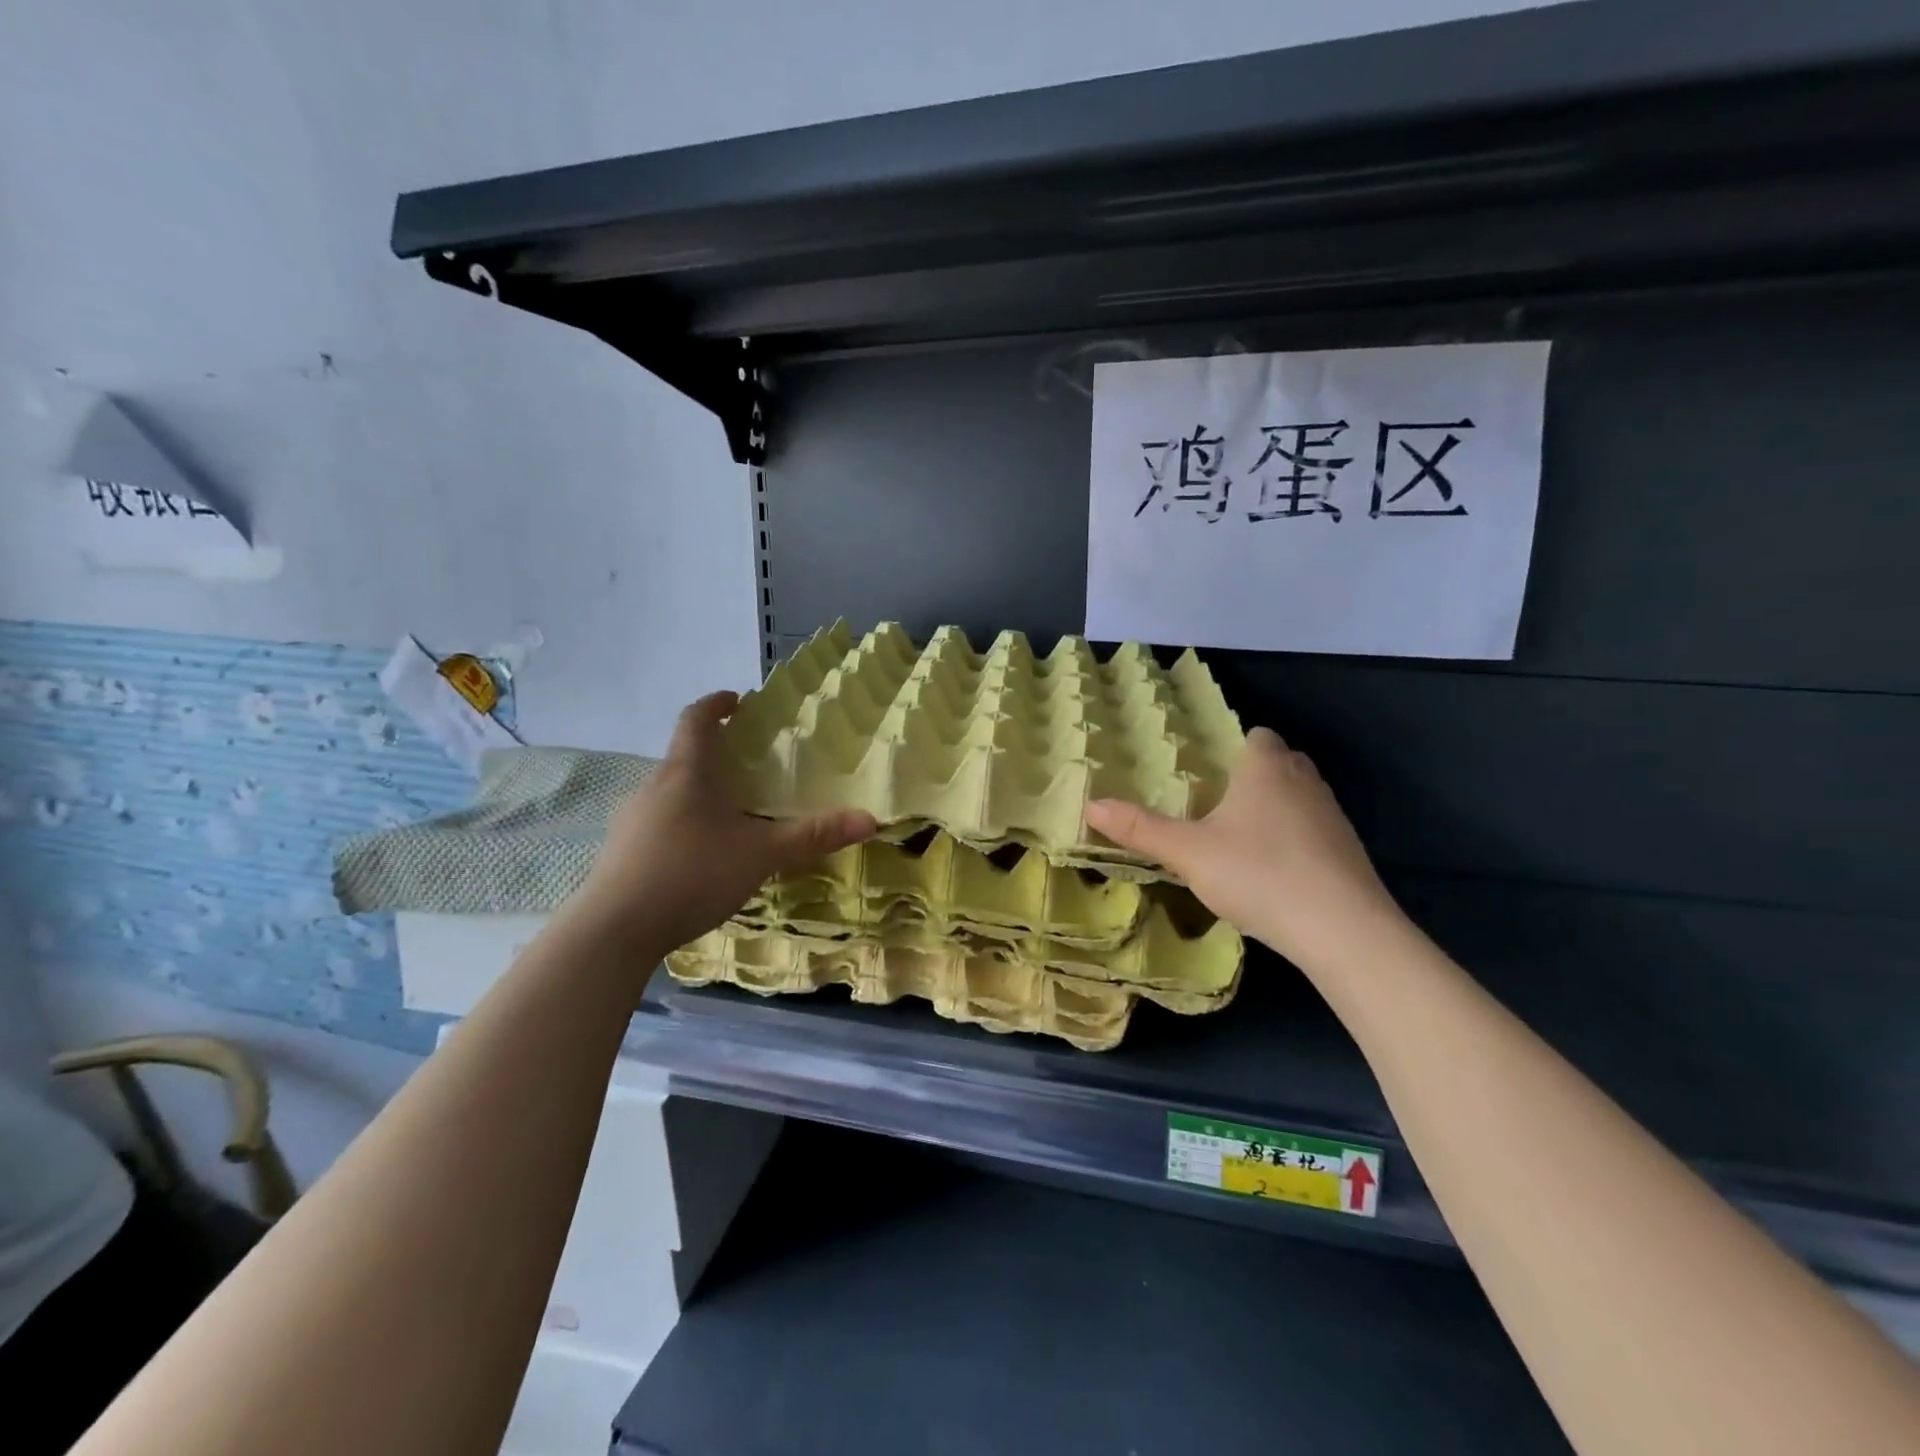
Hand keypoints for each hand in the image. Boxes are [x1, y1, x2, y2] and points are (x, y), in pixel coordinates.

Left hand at [568, 691, 876, 952]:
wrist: (615, 930)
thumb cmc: (692, 874)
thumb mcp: (761, 855)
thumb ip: (813, 836)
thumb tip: (869, 819)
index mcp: (687, 772)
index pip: (697, 719)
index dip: (717, 704)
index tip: (738, 700)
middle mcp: (654, 785)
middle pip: (685, 755)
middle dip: (717, 754)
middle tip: (751, 766)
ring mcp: (632, 818)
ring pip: (671, 791)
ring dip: (700, 791)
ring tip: (732, 814)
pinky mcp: (622, 850)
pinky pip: (659, 821)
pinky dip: (684, 822)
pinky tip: (701, 855)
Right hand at [1085, 727, 1403, 971]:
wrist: (1343, 931)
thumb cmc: (1259, 874)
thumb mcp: (1188, 853)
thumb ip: (1141, 829)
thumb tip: (1091, 804)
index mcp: (1266, 767)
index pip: (1256, 734)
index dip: (1233, 746)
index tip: (1206, 769)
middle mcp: (1304, 780)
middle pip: (1279, 762)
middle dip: (1251, 776)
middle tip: (1214, 802)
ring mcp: (1333, 816)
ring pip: (1298, 796)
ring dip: (1274, 809)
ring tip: (1239, 837)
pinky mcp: (1349, 851)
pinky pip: (1314, 830)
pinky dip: (1294, 840)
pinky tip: (1272, 872)